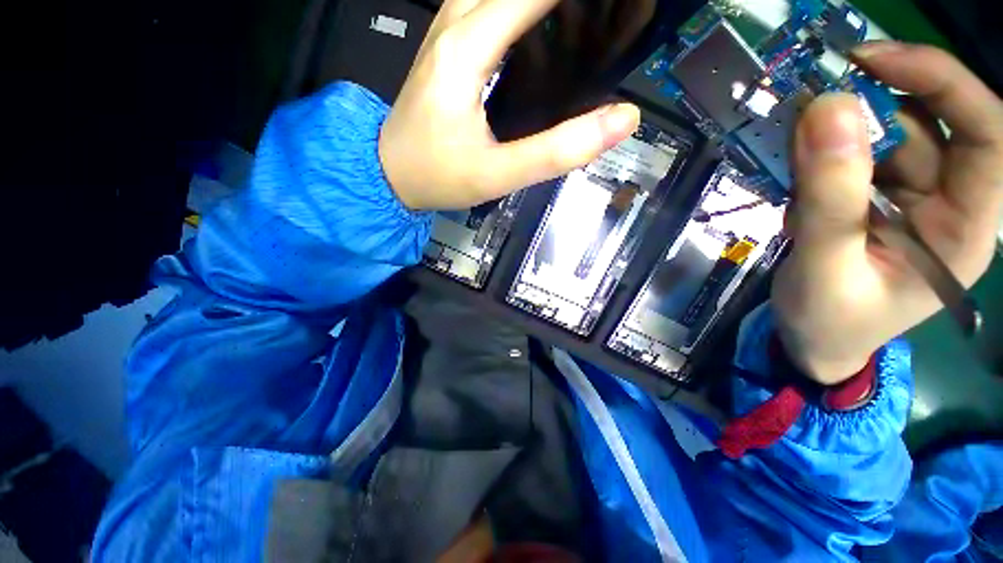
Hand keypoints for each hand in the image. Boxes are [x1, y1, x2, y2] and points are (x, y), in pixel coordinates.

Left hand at [378, 0, 640, 210]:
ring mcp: (445, 33)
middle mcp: (453, 25)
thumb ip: (557, 151)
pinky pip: (484, 5)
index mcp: (467, 50)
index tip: (616, 6)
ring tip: (575, 18)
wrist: (391, 176)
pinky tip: (537, 25)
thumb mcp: (499, 174)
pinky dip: (517, 6)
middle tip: (601, 13)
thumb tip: (619, 119)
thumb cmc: (438, 177)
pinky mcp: (445, 48)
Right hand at [773, 43, 1002, 384]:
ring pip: (885, 136)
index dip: (942, 83)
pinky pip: (854, 156)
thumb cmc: (828, 321)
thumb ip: (830, 199)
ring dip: (836, 129)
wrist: (812, 341)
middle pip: (929, 126)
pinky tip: (794, 166)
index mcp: (965, 227)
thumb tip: (828, 110)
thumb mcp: (825, 268)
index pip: (987, 135)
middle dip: (874, 102)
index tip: (873, 61)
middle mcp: (950, 201)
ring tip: (789, 143)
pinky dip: (822, 150)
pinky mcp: (876, 199)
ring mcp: (911, 198)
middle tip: (811, 94)